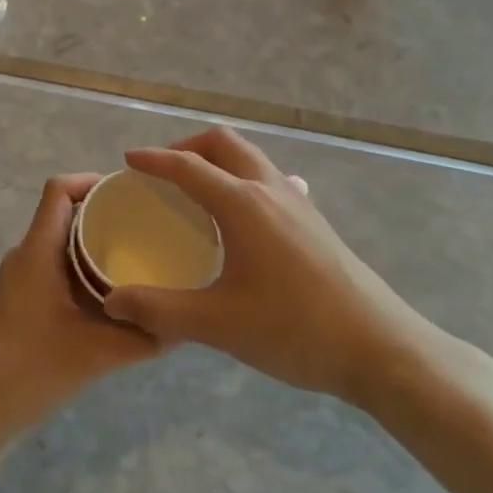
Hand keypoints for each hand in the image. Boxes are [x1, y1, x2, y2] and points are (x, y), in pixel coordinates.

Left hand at [0, 175, 167, 441]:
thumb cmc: (30, 368)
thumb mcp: (96, 352)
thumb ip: (142, 338)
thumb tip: (183, 325)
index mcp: (37, 251)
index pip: (58, 190)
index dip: (91, 181)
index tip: (129, 191)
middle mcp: (25, 256)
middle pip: (63, 214)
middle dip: (102, 214)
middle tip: (146, 225)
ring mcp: (19, 280)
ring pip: (59, 244)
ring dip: (92, 244)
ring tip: (136, 256)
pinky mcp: (18, 302)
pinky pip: (53, 268)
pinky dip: (81, 270)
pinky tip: (109, 295)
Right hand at [102, 128, 446, 408]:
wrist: (380, 349)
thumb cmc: (295, 329)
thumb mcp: (218, 324)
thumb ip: (159, 310)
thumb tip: (112, 301)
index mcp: (243, 204)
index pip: (188, 166)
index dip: (154, 160)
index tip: (128, 160)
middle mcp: (270, 189)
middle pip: (224, 143)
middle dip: (188, 147)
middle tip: (163, 173)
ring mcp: (298, 201)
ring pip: (250, 157)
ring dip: (218, 160)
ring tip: (196, 190)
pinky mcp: (315, 220)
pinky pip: (270, 178)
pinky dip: (244, 179)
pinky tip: (244, 214)